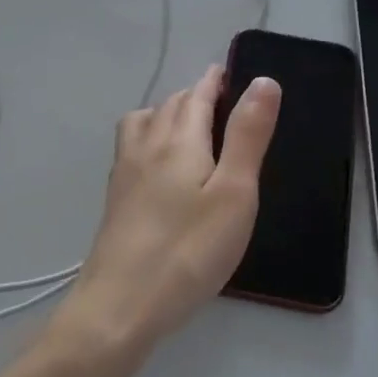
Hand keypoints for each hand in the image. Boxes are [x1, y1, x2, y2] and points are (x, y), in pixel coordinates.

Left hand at [49, 65, 281, 359]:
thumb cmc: (188, 251)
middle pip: (169, 106)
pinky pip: (131, 149)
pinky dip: (149, 139)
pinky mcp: (115, 200)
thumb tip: (262, 80)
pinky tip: (158, 167)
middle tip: (222, 101)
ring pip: (143, 124)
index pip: (197, 95)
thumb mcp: (234, 193)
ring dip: (167, 114)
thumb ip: (247, 135)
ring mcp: (124, 174)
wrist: (120, 305)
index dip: (215, 81)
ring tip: (189, 128)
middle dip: (195, 96)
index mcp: (178, 141)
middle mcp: (145, 147)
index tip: (231, 71)